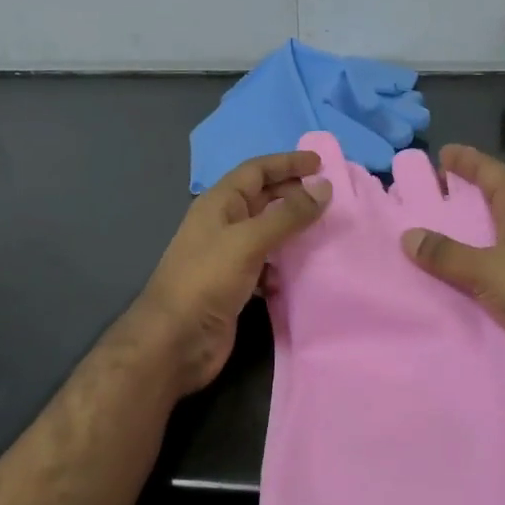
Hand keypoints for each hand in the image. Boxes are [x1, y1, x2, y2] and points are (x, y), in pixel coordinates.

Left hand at [132, 150, 332, 394]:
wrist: (175, 341)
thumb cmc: (207, 280)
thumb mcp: (248, 240)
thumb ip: (287, 214)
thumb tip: (323, 187)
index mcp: (219, 203)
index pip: (256, 170)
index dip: (287, 163)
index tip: (320, 163)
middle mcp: (223, 224)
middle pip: (262, 198)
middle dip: (293, 194)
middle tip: (329, 198)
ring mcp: (227, 256)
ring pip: (266, 232)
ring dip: (292, 230)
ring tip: (324, 232)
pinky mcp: (235, 285)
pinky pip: (266, 265)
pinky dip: (283, 264)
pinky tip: (300, 271)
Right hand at [400, 145, 504, 401]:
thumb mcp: (489, 267)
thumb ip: (447, 253)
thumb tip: (408, 236)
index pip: (492, 173)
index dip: (467, 161)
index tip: (440, 152)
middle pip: (485, 205)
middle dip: (453, 199)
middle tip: (416, 196)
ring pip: (480, 243)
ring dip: (452, 240)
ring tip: (412, 235)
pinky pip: (479, 276)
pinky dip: (457, 274)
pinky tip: (428, 277)